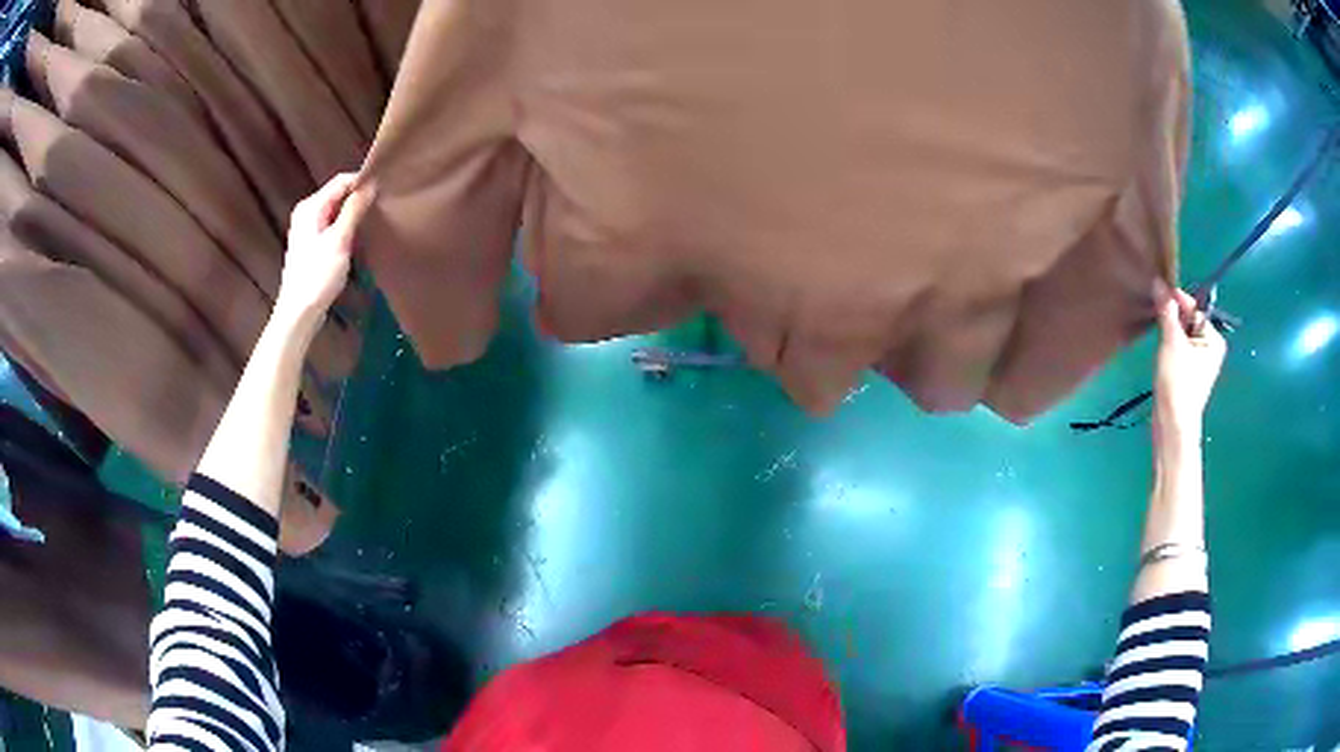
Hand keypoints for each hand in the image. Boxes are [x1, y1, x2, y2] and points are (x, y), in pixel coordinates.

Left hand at [276, 173, 371, 323]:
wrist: (299, 313)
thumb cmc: (317, 275)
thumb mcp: (339, 240)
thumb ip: (354, 209)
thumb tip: (371, 184)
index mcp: (310, 206)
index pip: (341, 181)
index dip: (362, 181)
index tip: (385, 189)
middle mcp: (307, 212)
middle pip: (338, 194)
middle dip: (359, 198)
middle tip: (382, 206)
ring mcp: (308, 229)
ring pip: (337, 210)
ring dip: (354, 214)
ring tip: (373, 221)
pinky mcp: (312, 244)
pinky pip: (333, 225)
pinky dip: (346, 226)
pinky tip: (358, 237)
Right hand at [1154, 284, 1226, 441]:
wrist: (1172, 425)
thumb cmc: (1178, 383)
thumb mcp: (1172, 342)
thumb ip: (1167, 311)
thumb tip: (1159, 283)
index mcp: (1214, 339)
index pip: (1194, 308)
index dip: (1176, 300)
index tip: (1157, 291)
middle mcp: (1211, 348)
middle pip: (1188, 321)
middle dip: (1172, 317)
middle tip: (1154, 312)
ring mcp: (1200, 362)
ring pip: (1182, 335)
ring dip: (1169, 332)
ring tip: (1155, 331)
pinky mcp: (1189, 373)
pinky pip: (1179, 349)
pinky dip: (1169, 346)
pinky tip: (1160, 350)